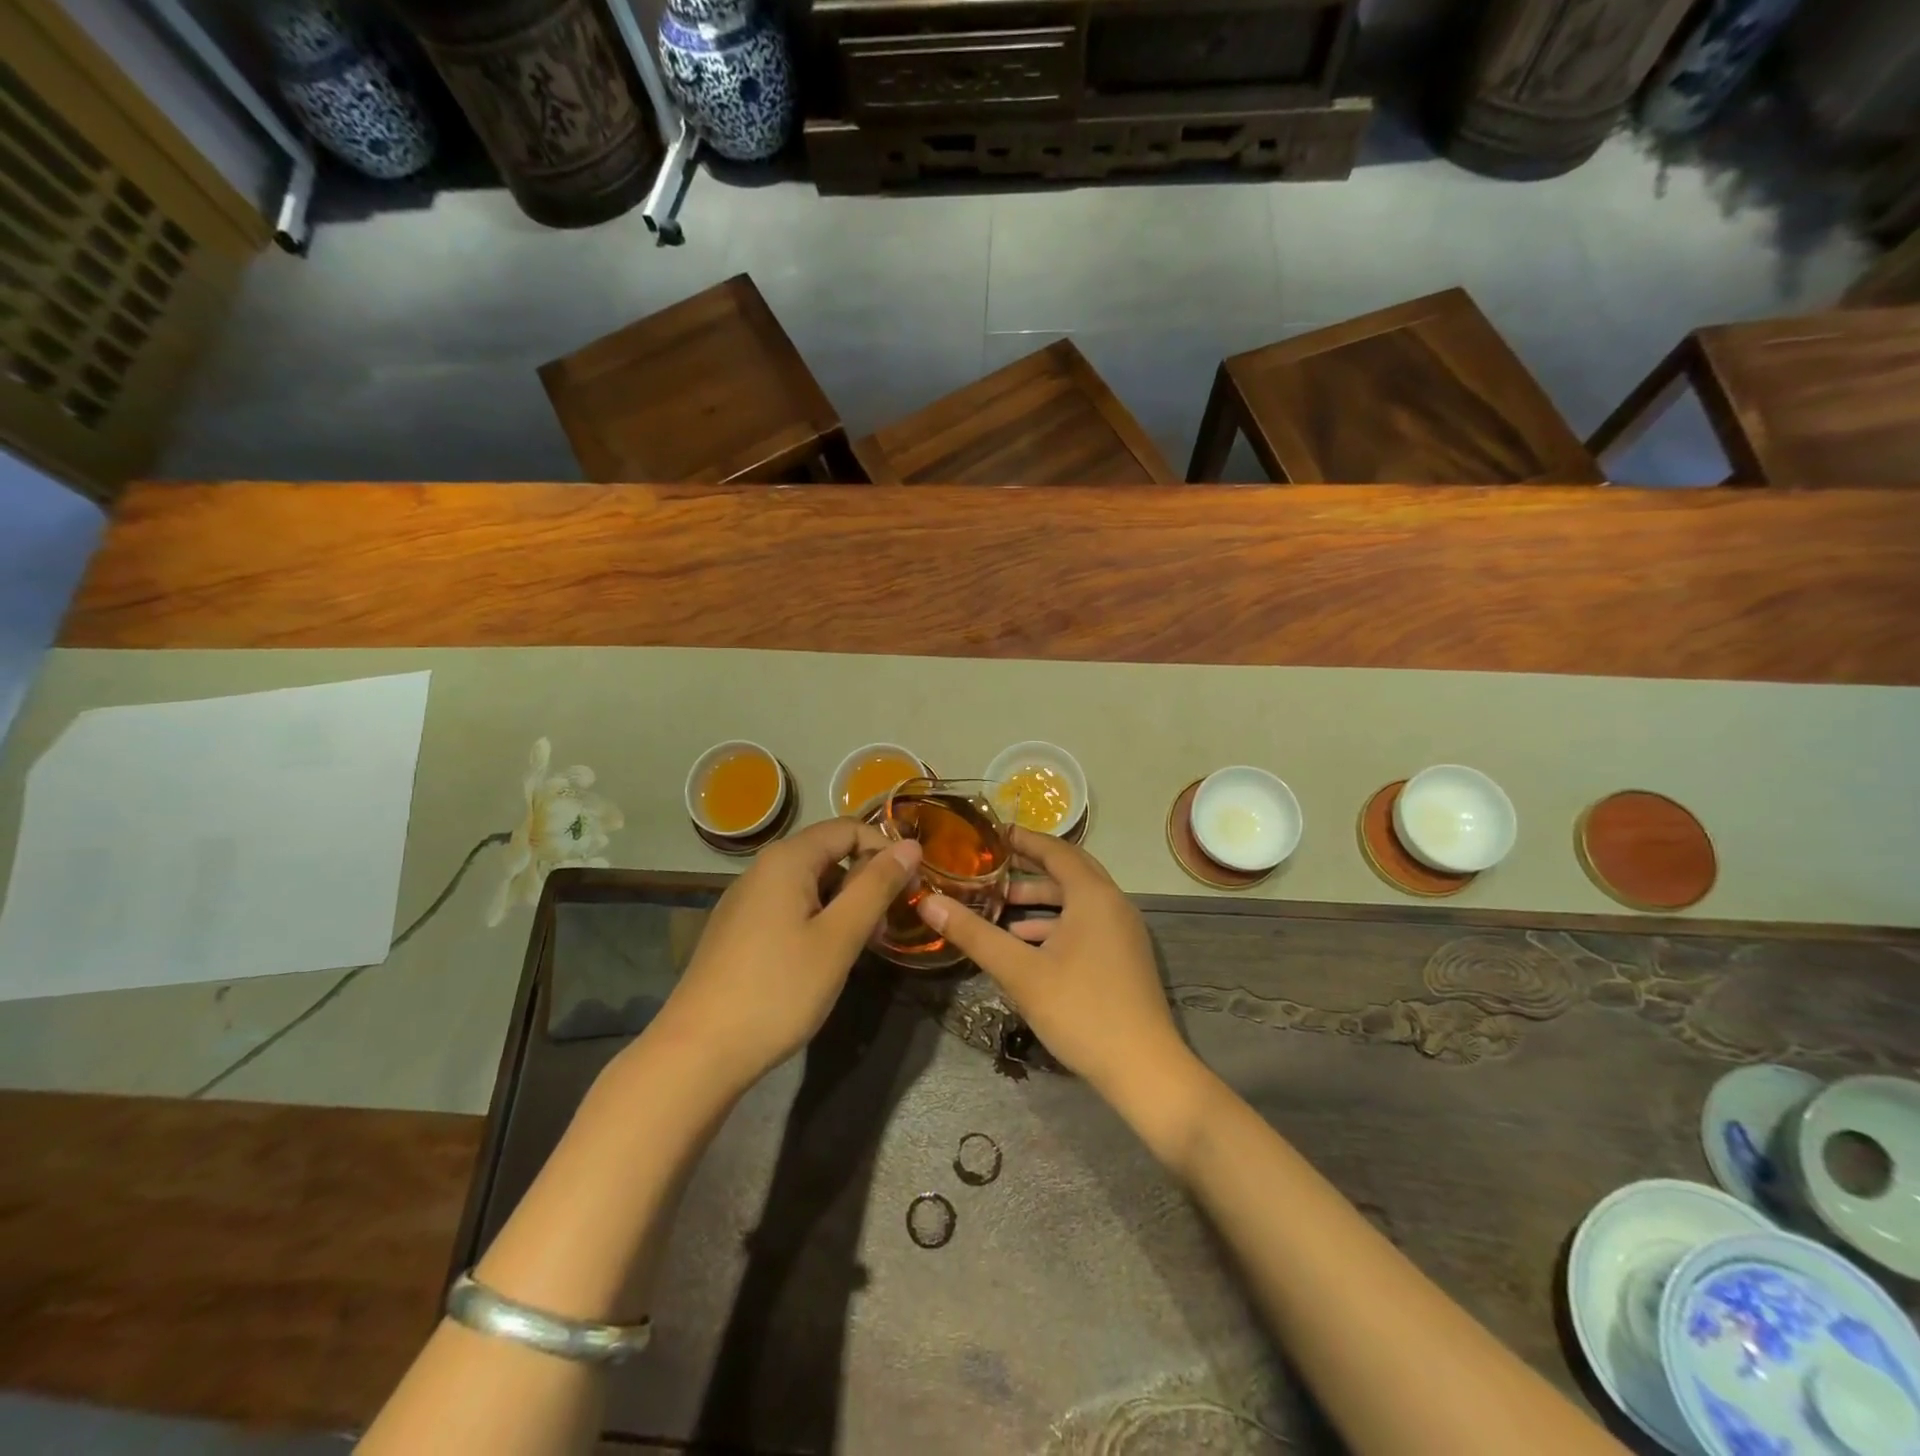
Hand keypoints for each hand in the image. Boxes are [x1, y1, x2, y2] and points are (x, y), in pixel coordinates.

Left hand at [649, 818, 921, 1094]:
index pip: (850, 828)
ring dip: (844, 905)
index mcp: (787, 859)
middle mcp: (763, 869)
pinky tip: (822, 961)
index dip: (886, 852)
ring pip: (811, 884)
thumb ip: (876, 887)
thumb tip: (911, 846)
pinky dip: (818, 921)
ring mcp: (746, 900)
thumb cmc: (778, 990)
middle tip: (884, 928)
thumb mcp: (839, 938)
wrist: (698, 1053)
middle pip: (829, 854)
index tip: (908, 891)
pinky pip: (790, 907)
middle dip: (866, 882)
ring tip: (858, 949)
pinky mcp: (739, 930)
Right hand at [915, 828, 1198, 1113]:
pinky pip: (1087, 924)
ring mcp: (1123, 932)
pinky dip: (1056, 924)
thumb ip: (974, 934)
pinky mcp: (1124, 957)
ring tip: (1000, 907)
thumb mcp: (1020, 972)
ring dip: (1041, 900)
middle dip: (1030, 867)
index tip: (992, 833)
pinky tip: (1027, 945)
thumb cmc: (1080, 1010)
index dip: (1023, 839)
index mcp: (1093, 895)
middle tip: (992, 865)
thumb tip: (928, 902)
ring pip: (1077, 901)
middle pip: (1069, 870)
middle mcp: (1113, 904)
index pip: (1056, 850)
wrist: (1143, 1069)